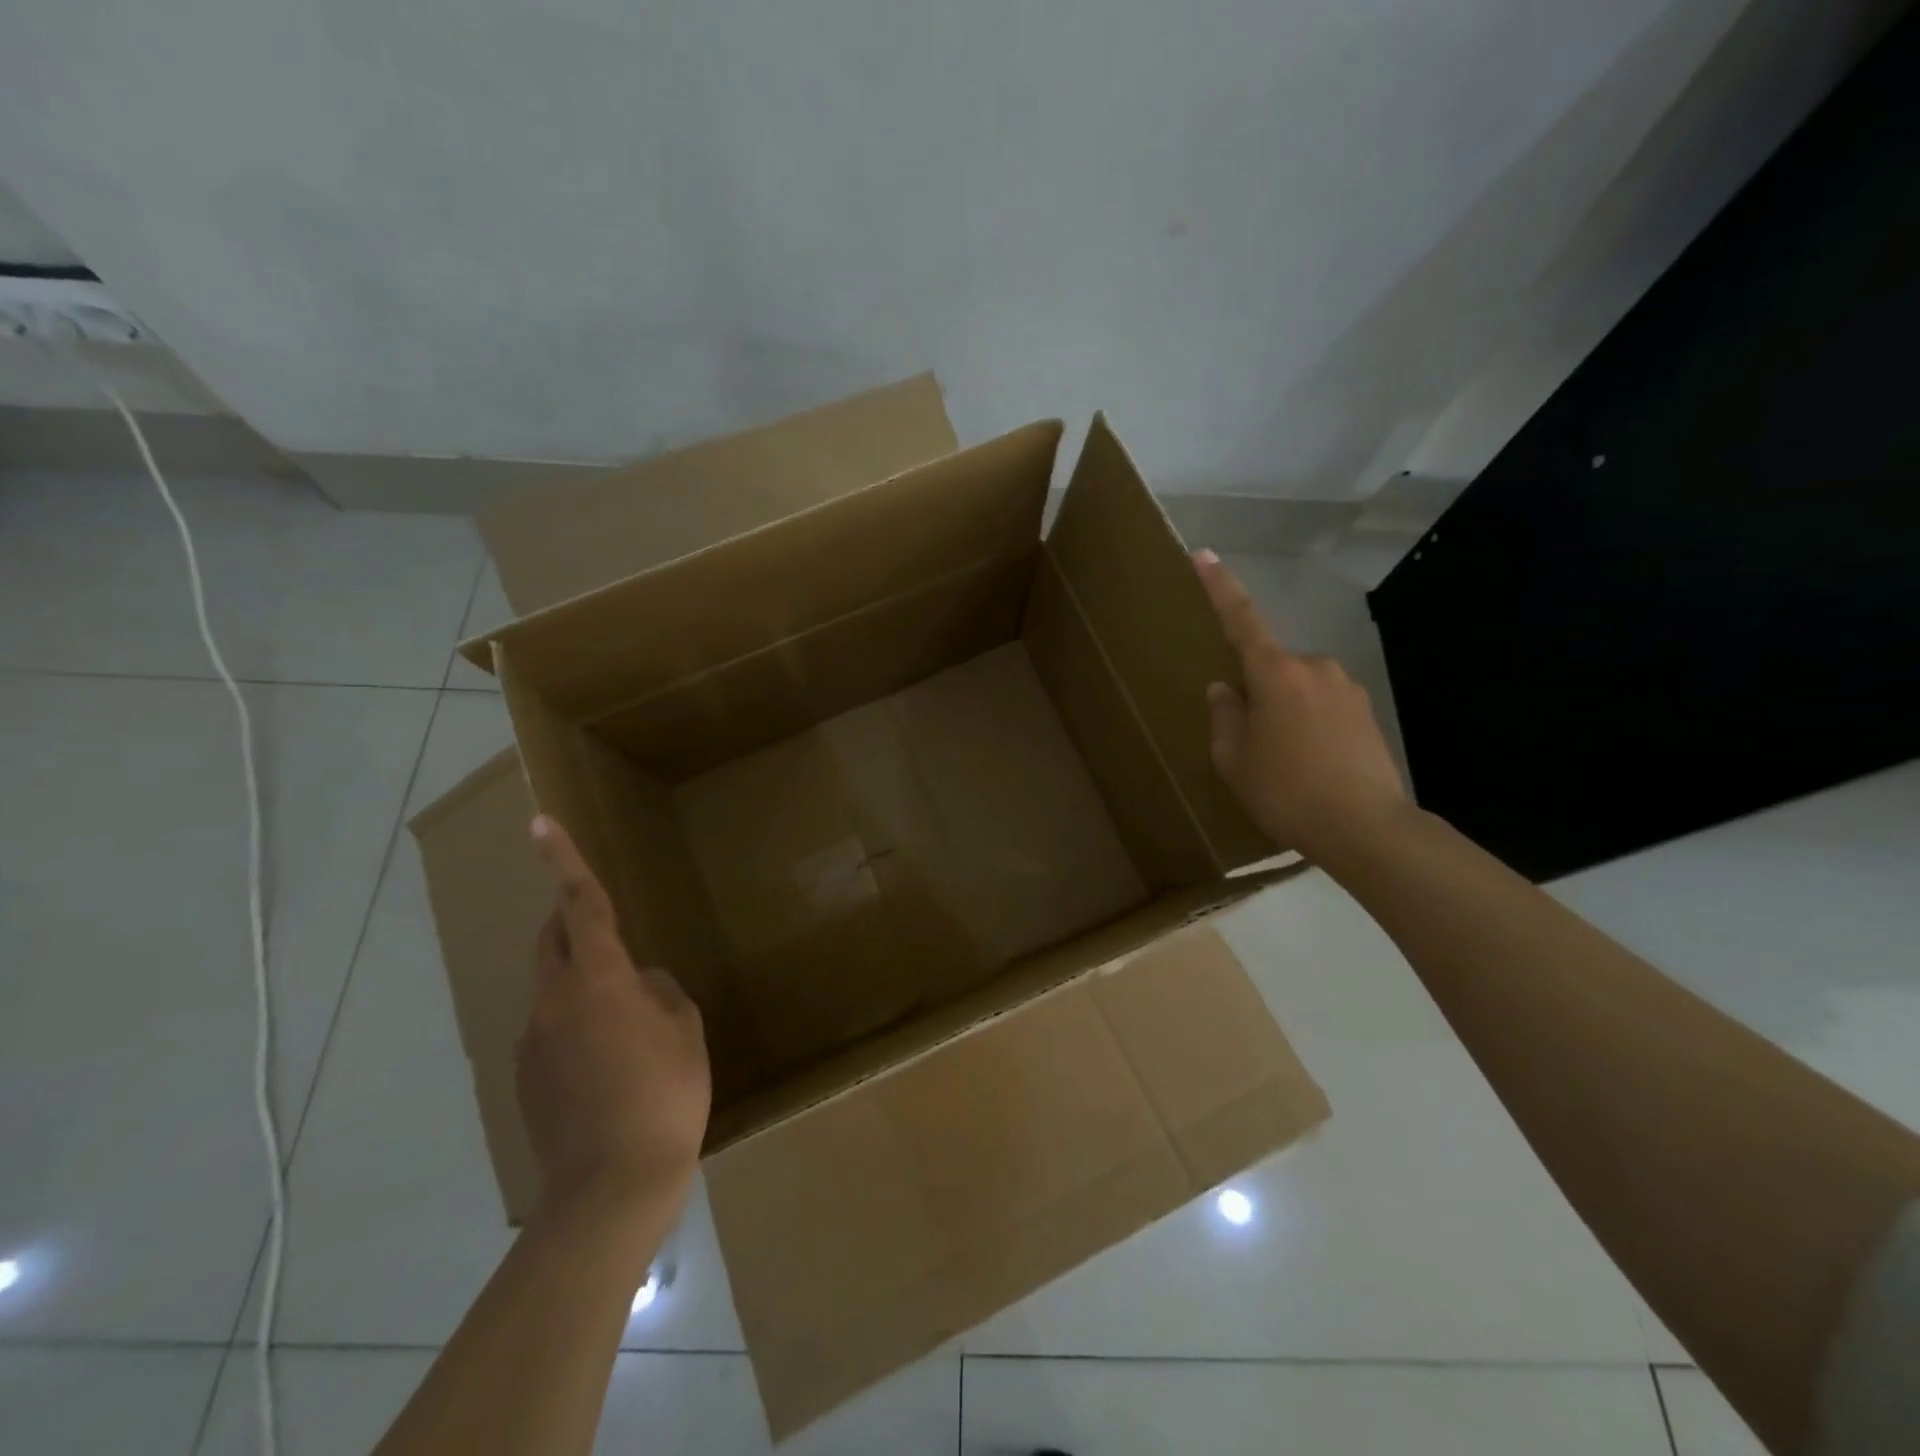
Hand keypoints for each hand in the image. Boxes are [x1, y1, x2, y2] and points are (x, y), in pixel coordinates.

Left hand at [517, 815, 710, 1220]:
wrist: (610, 1190)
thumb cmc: (664, 1095)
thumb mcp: (685, 1031)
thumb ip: (662, 993)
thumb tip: (641, 985)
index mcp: (598, 980)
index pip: (580, 905)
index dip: (563, 861)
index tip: (540, 823)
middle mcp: (553, 1002)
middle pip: (553, 941)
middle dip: (570, 919)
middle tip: (605, 923)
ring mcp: (532, 1043)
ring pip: (555, 989)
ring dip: (585, 984)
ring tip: (631, 1025)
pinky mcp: (526, 1079)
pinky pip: (553, 1030)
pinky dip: (579, 1026)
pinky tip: (612, 1067)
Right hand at [1193, 549, 1410, 860]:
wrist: (1366, 828)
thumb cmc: (1287, 792)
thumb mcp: (1234, 761)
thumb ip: (1225, 717)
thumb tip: (1225, 688)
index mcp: (1275, 674)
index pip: (1242, 620)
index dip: (1220, 587)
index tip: (1204, 555)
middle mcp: (1314, 668)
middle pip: (1271, 665)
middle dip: (1256, 691)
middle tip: (1250, 742)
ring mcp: (1346, 687)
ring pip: (1298, 687)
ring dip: (1284, 710)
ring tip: (1284, 761)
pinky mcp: (1366, 710)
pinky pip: (1323, 704)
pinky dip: (1309, 723)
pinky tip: (1312, 762)